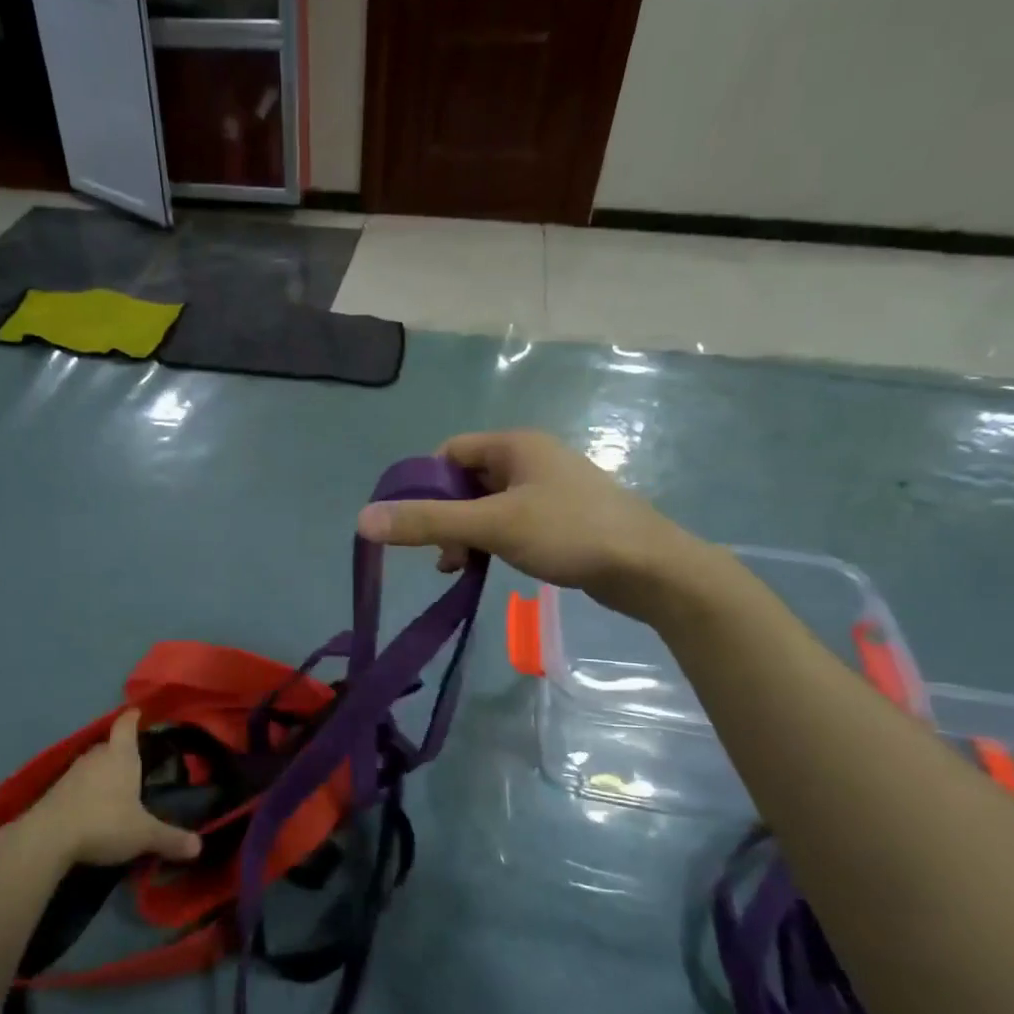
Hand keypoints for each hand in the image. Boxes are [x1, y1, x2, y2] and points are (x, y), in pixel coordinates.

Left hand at [15, 710, 202, 867]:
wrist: (47, 838)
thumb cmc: (104, 823)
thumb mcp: (143, 834)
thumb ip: (171, 839)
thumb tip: (199, 847)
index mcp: (121, 755)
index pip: (126, 725)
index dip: (133, 717)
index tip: (138, 712)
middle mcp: (96, 757)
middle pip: (109, 745)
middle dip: (121, 751)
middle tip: (135, 764)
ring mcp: (72, 773)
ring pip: (92, 765)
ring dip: (102, 773)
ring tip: (115, 790)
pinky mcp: (54, 792)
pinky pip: (76, 785)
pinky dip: (85, 792)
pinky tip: (91, 809)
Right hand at [356, 430, 715, 622]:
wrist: (649, 568)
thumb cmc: (569, 533)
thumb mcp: (492, 526)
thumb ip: (427, 523)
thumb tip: (364, 519)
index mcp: (515, 445)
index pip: (450, 452)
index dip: (425, 484)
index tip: (415, 522)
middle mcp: (531, 459)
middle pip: (466, 479)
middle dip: (446, 515)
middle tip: (441, 553)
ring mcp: (549, 489)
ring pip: (488, 504)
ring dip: (466, 532)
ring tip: (460, 567)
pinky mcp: (561, 517)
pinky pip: (511, 521)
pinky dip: (492, 541)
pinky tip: (487, 566)